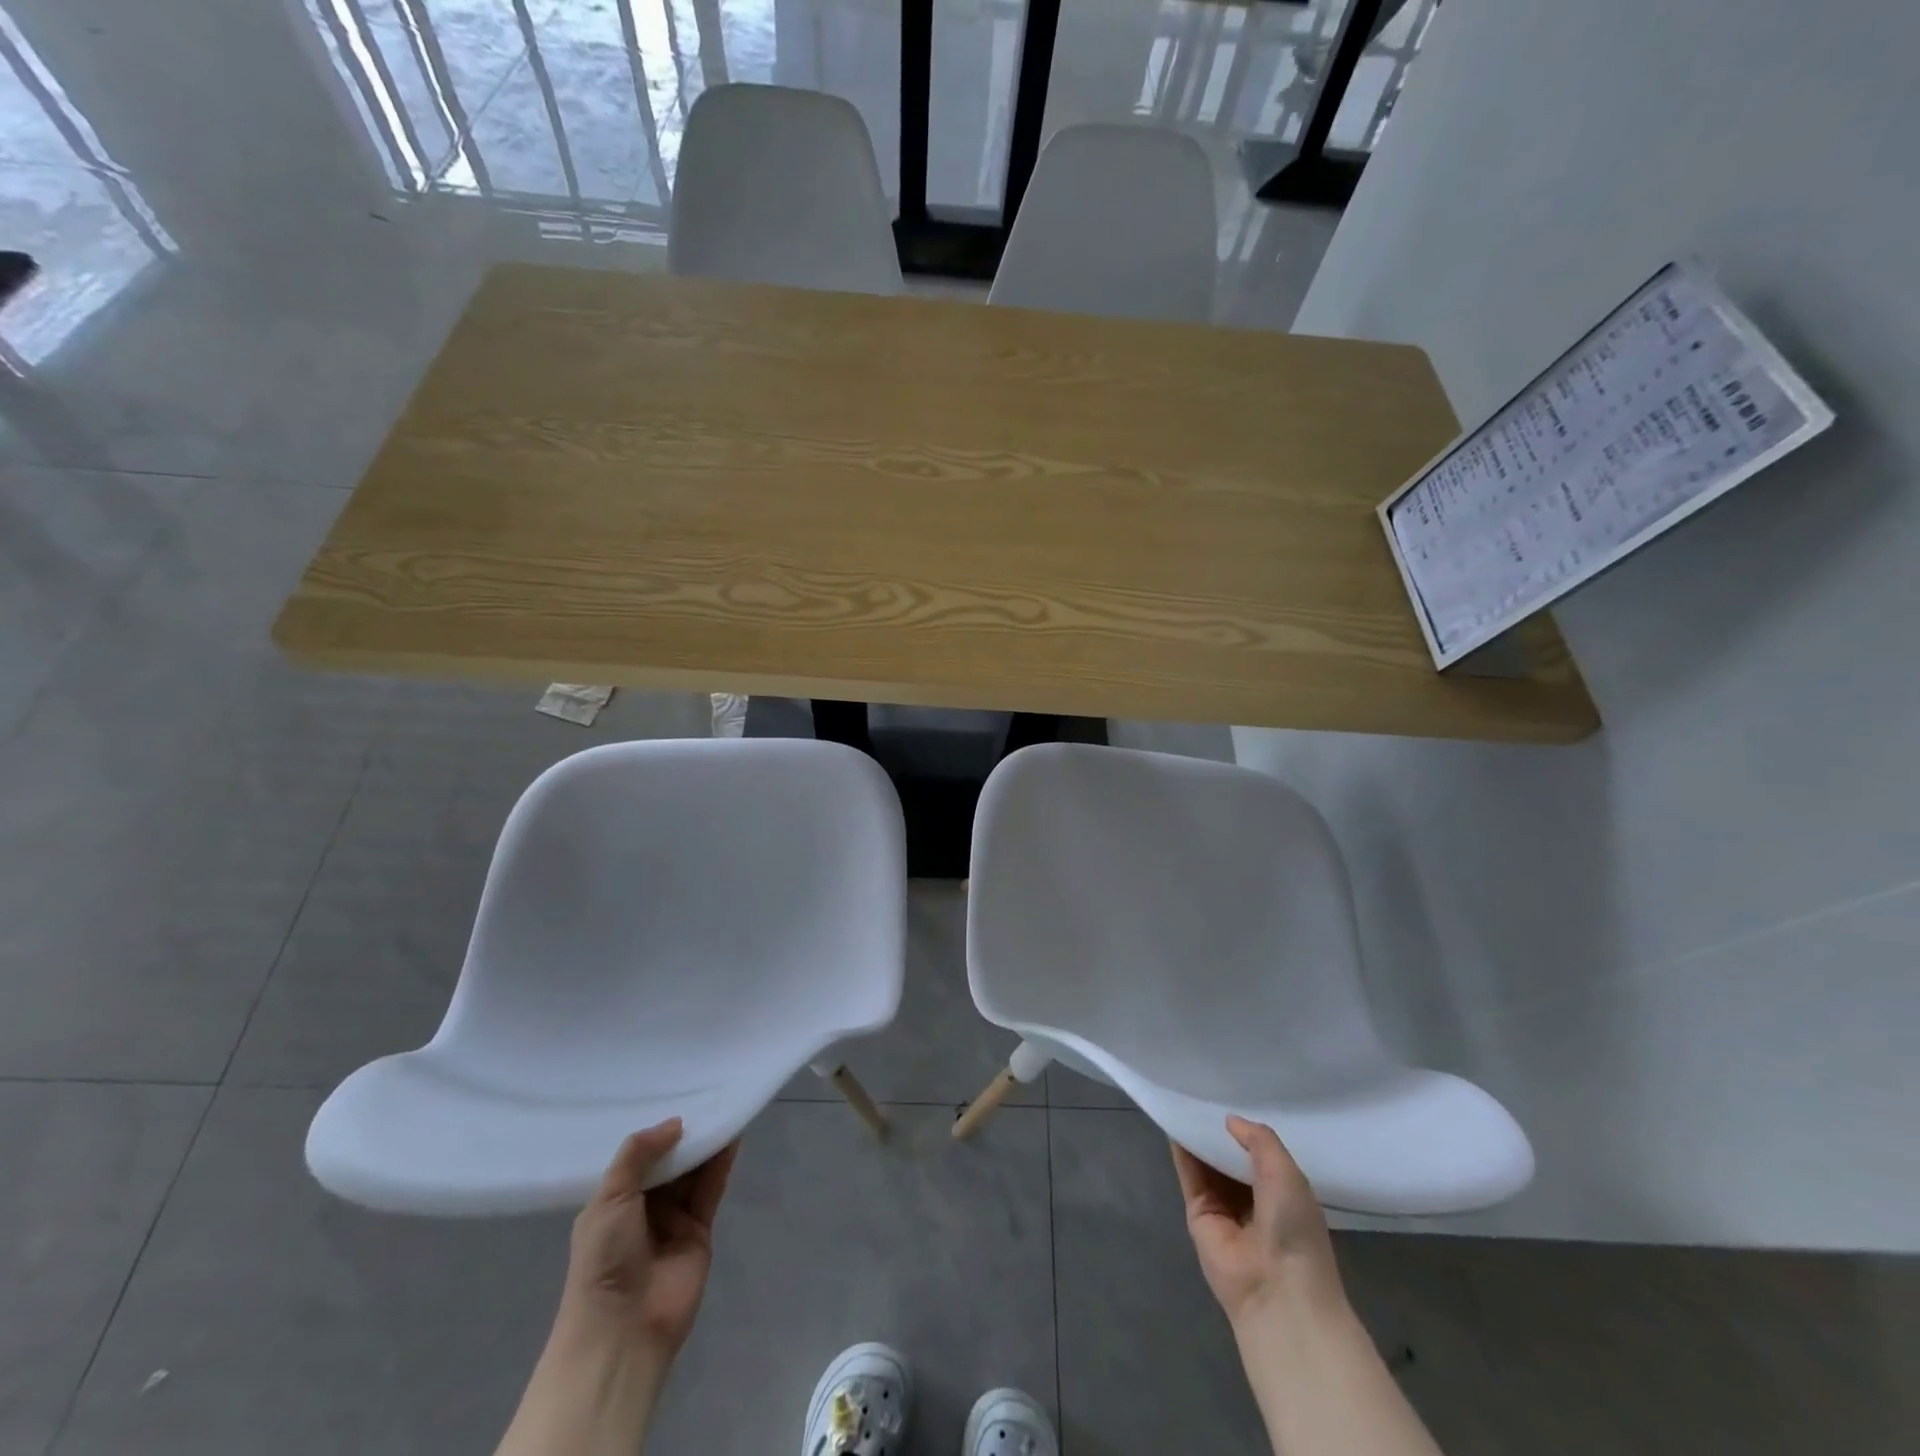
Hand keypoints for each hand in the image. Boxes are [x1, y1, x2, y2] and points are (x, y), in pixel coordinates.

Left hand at [555, 1118, 738, 1361]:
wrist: (623, 1327)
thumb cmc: (603, 1259)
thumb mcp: (609, 1199)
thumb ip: (638, 1154)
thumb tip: (675, 1122)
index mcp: (613, 1201)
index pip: (638, 1156)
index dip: (655, 1130)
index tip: (673, 1095)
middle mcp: (643, 1206)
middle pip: (669, 1160)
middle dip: (684, 1133)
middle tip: (704, 1094)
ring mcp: (672, 1218)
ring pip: (693, 1170)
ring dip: (706, 1142)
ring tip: (723, 1106)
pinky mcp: (700, 1228)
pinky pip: (711, 1187)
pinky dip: (721, 1162)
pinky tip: (732, 1135)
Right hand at [1171, 1116, 1342, 1327]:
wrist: (1277, 1290)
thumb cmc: (1294, 1229)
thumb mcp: (1287, 1173)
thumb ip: (1260, 1139)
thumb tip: (1229, 1120)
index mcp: (1282, 1192)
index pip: (1258, 1153)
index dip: (1246, 1129)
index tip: (1232, 1096)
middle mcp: (1252, 1198)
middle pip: (1229, 1156)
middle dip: (1219, 1130)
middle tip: (1204, 1091)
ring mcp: (1223, 1207)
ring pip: (1207, 1163)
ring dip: (1198, 1136)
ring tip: (1184, 1099)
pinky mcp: (1198, 1213)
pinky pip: (1189, 1175)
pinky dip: (1182, 1151)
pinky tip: (1175, 1122)